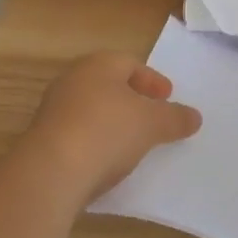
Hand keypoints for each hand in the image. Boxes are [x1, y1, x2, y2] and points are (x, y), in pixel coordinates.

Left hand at [22, 52, 201, 201]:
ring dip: (112, 123)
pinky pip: (77, 135)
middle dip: (132, 100)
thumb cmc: (106, 131)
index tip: (168, 98)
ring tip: (132, 144)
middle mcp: (73, 80)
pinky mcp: (42, 141)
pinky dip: (95, 143)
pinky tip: (106, 163)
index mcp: (99, 64)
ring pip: (92, 110)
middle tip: (151, 117)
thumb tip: (195, 117)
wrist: (49, 173)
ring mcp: (53, 110)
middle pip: (109, 85)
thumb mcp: (151, 124)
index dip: (152, 80)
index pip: (131, 64)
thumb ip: (175, 118)